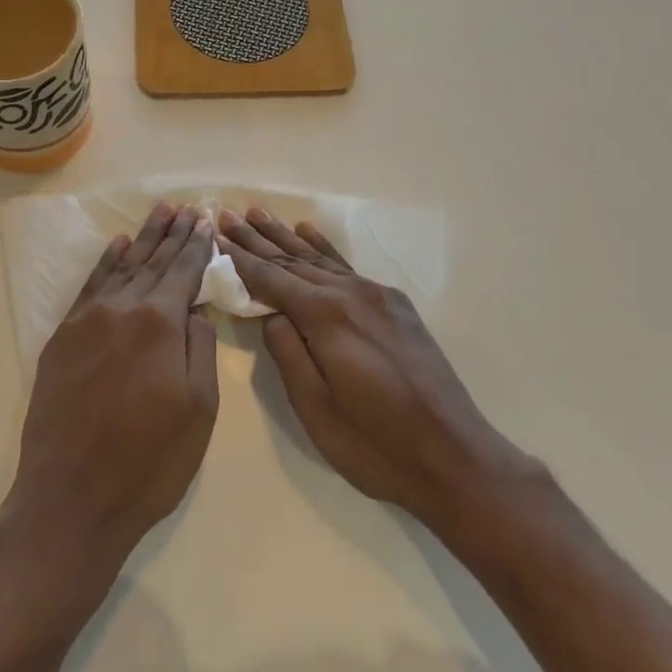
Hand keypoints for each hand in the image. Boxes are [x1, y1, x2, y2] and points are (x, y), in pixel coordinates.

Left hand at [0, 203, 218, 591]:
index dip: (197, 247)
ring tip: (158, 214)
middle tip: (184, 208)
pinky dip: (106, 264)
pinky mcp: (62, 338)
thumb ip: (200, 347)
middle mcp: (122, 309)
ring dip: (142, 240)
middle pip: (153, 262)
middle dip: (172, 234)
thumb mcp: (199, 409)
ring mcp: (87, 321)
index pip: (184, 272)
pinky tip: (117, 248)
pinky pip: (89, 287)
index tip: (205, 222)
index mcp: (160, 323)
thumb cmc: (148, 461)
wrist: (70, 498)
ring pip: (122, 268)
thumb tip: (196, 307)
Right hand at [219, 207, 531, 535]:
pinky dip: (324, 250)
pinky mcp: (395, 306)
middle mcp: (351, 294)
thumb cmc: (377, 445)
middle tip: (227, 215)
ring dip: (286, 237)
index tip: (215, 236)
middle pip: (293, 261)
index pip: (271, 280)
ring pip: (320, 260)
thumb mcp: (316, 409)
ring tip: (259, 213)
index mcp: (327, 317)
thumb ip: (287, 354)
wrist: (456, 458)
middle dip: (257, 240)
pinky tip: (308, 233)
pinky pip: (347, 268)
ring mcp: (377, 296)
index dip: (240, 260)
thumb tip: (270, 314)